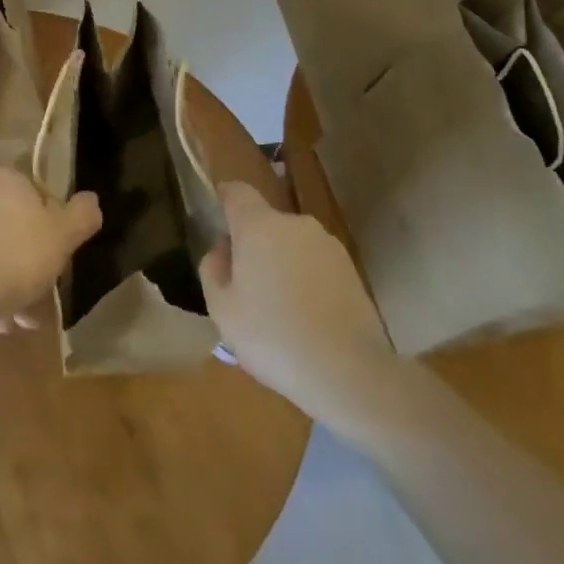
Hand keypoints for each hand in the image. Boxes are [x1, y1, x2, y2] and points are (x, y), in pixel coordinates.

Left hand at [0, 167, 101, 332]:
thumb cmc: (13, 257)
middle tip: (42, 298)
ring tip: (18, 321)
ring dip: (9, 285)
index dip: (56, 230)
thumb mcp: (61, 237)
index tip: (60, 260)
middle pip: (17, 228)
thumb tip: (91, 200)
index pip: (42, 197)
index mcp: (9, 179)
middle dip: (32, 265)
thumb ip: (81, 215)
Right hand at [201, 181, 386, 419]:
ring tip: (279, 310)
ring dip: (281, 264)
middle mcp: (295, 224)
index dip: (224, 198)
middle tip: (246, 287)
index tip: (217, 220)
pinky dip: (306, 280)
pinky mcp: (351, 269)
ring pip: (292, 245)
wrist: (350, 372)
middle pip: (265, 222)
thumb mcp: (222, 309)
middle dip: (253, 245)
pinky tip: (307, 319)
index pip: (236, 192)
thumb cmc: (273, 337)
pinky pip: (315, 264)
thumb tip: (221, 250)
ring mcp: (327, 244)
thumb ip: (212, 269)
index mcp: (258, 226)